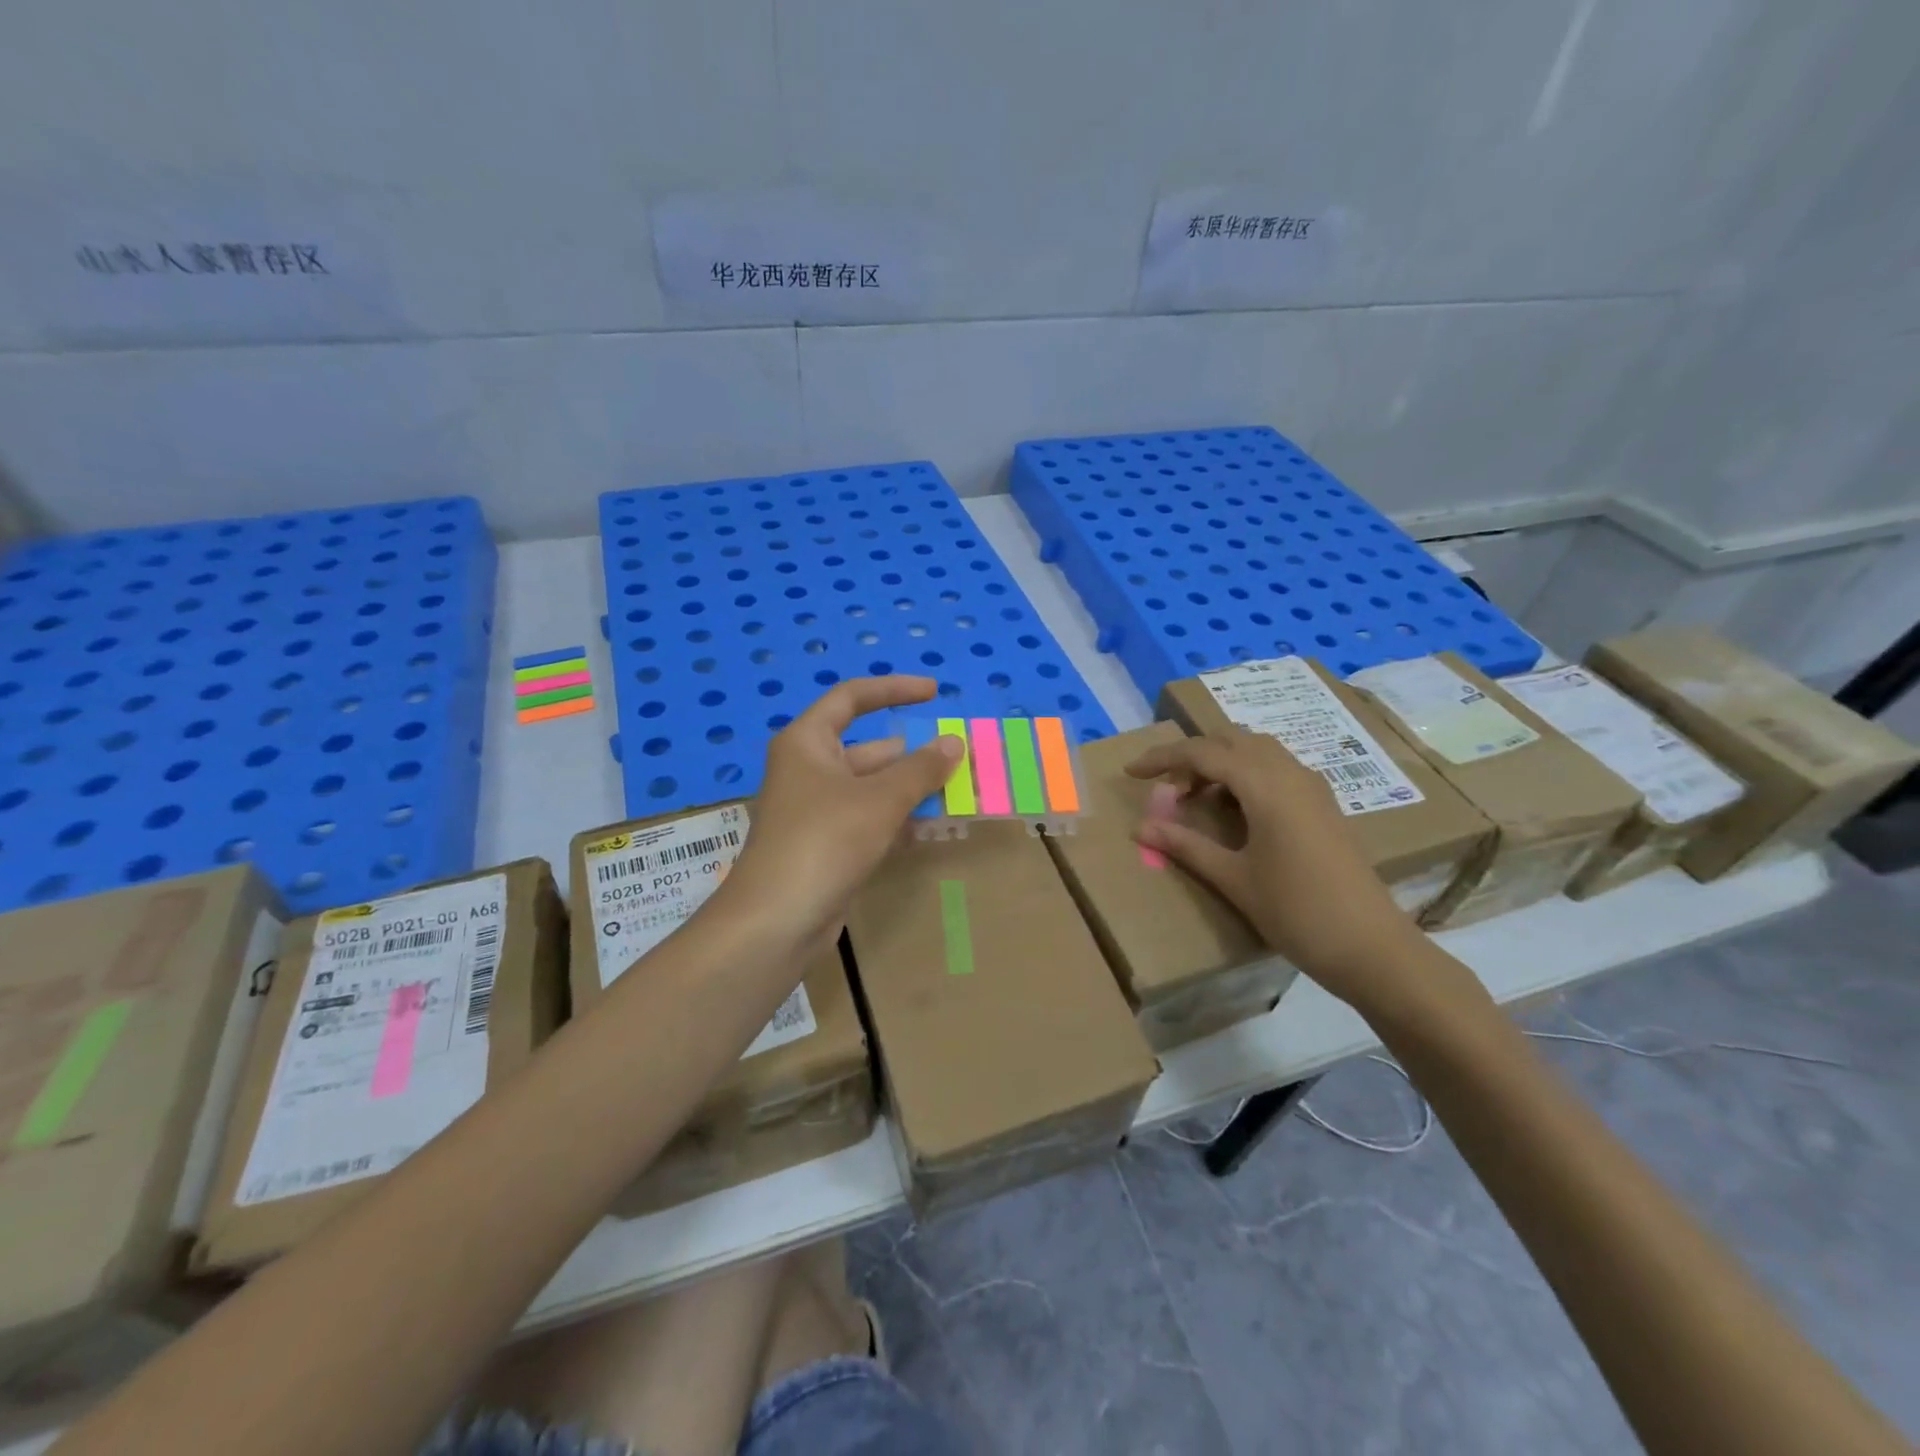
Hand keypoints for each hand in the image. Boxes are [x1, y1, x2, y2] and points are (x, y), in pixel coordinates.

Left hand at [723, 676, 962, 942]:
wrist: (777, 921)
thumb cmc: (825, 841)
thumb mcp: (880, 799)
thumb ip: (921, 768)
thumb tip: (954, 742)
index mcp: (808, 742)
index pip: (852, 698)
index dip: (894, 689)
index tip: (935, 693)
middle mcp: (809, 769)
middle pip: (869, 749)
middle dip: (915, 754)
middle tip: (961, 758)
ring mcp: (817, 810)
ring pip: (873, 788)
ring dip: (912, 790)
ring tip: (960, 792)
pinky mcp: (826, 845)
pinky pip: (869, 819)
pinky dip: (899, 820)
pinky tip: (934, 828)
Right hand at [1126, 729, 1427, 1010]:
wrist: (1372, 947)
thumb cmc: (1297, 912)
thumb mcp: (1233, 878)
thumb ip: (1185, 846)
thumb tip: (1139, 828)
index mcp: (1266, 786)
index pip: (1203, 752)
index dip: (1162, 758)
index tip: (1131, 771)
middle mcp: (1291, 773)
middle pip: (1231, 740)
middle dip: (1192, 755)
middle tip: (1166, 789)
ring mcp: (1312, 787)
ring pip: (1256, 751)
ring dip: (1220, 762)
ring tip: (1196, 797)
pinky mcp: (1323, 804)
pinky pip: (1276, 768)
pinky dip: (1245, 774)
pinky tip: (1234, 809)